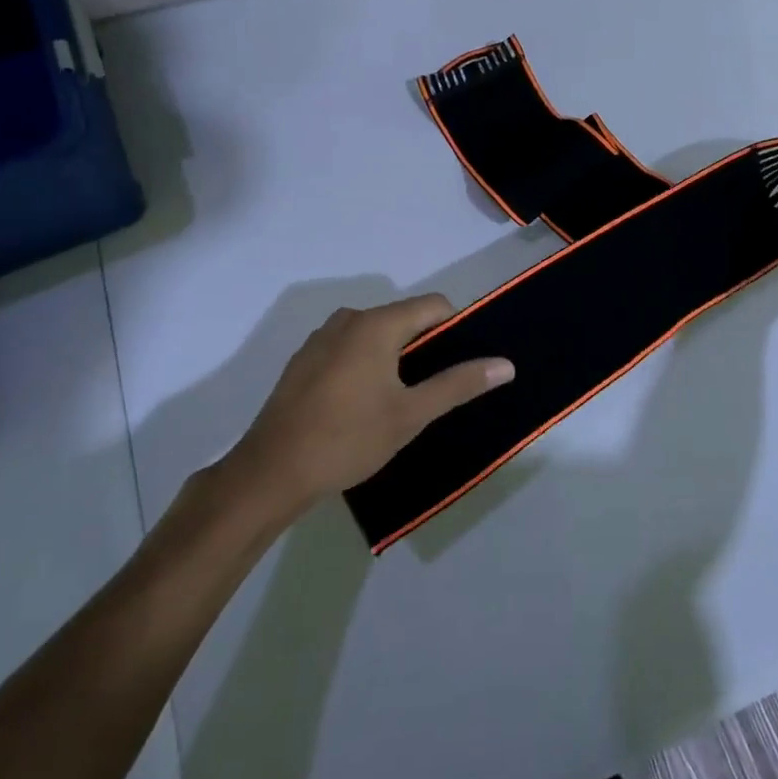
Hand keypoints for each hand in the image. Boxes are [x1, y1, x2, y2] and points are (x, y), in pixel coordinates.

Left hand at [224, 295, 514, 507]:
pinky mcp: (303, 360)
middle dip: (425, 346)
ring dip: (395, 357)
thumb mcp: (411, 414)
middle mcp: (348, 319)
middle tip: (433, 390)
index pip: (434, 305)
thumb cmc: (348, 439)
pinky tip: (361, 405)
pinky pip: (349, 348)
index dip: (456, 329)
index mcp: (377, 324)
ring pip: (375, 334)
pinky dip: (366, 364)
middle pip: (404, 318)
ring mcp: (321, 338)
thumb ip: (459, 384)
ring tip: (399, 401)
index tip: (460, 365)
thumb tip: (506, 364)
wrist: (271, 472)